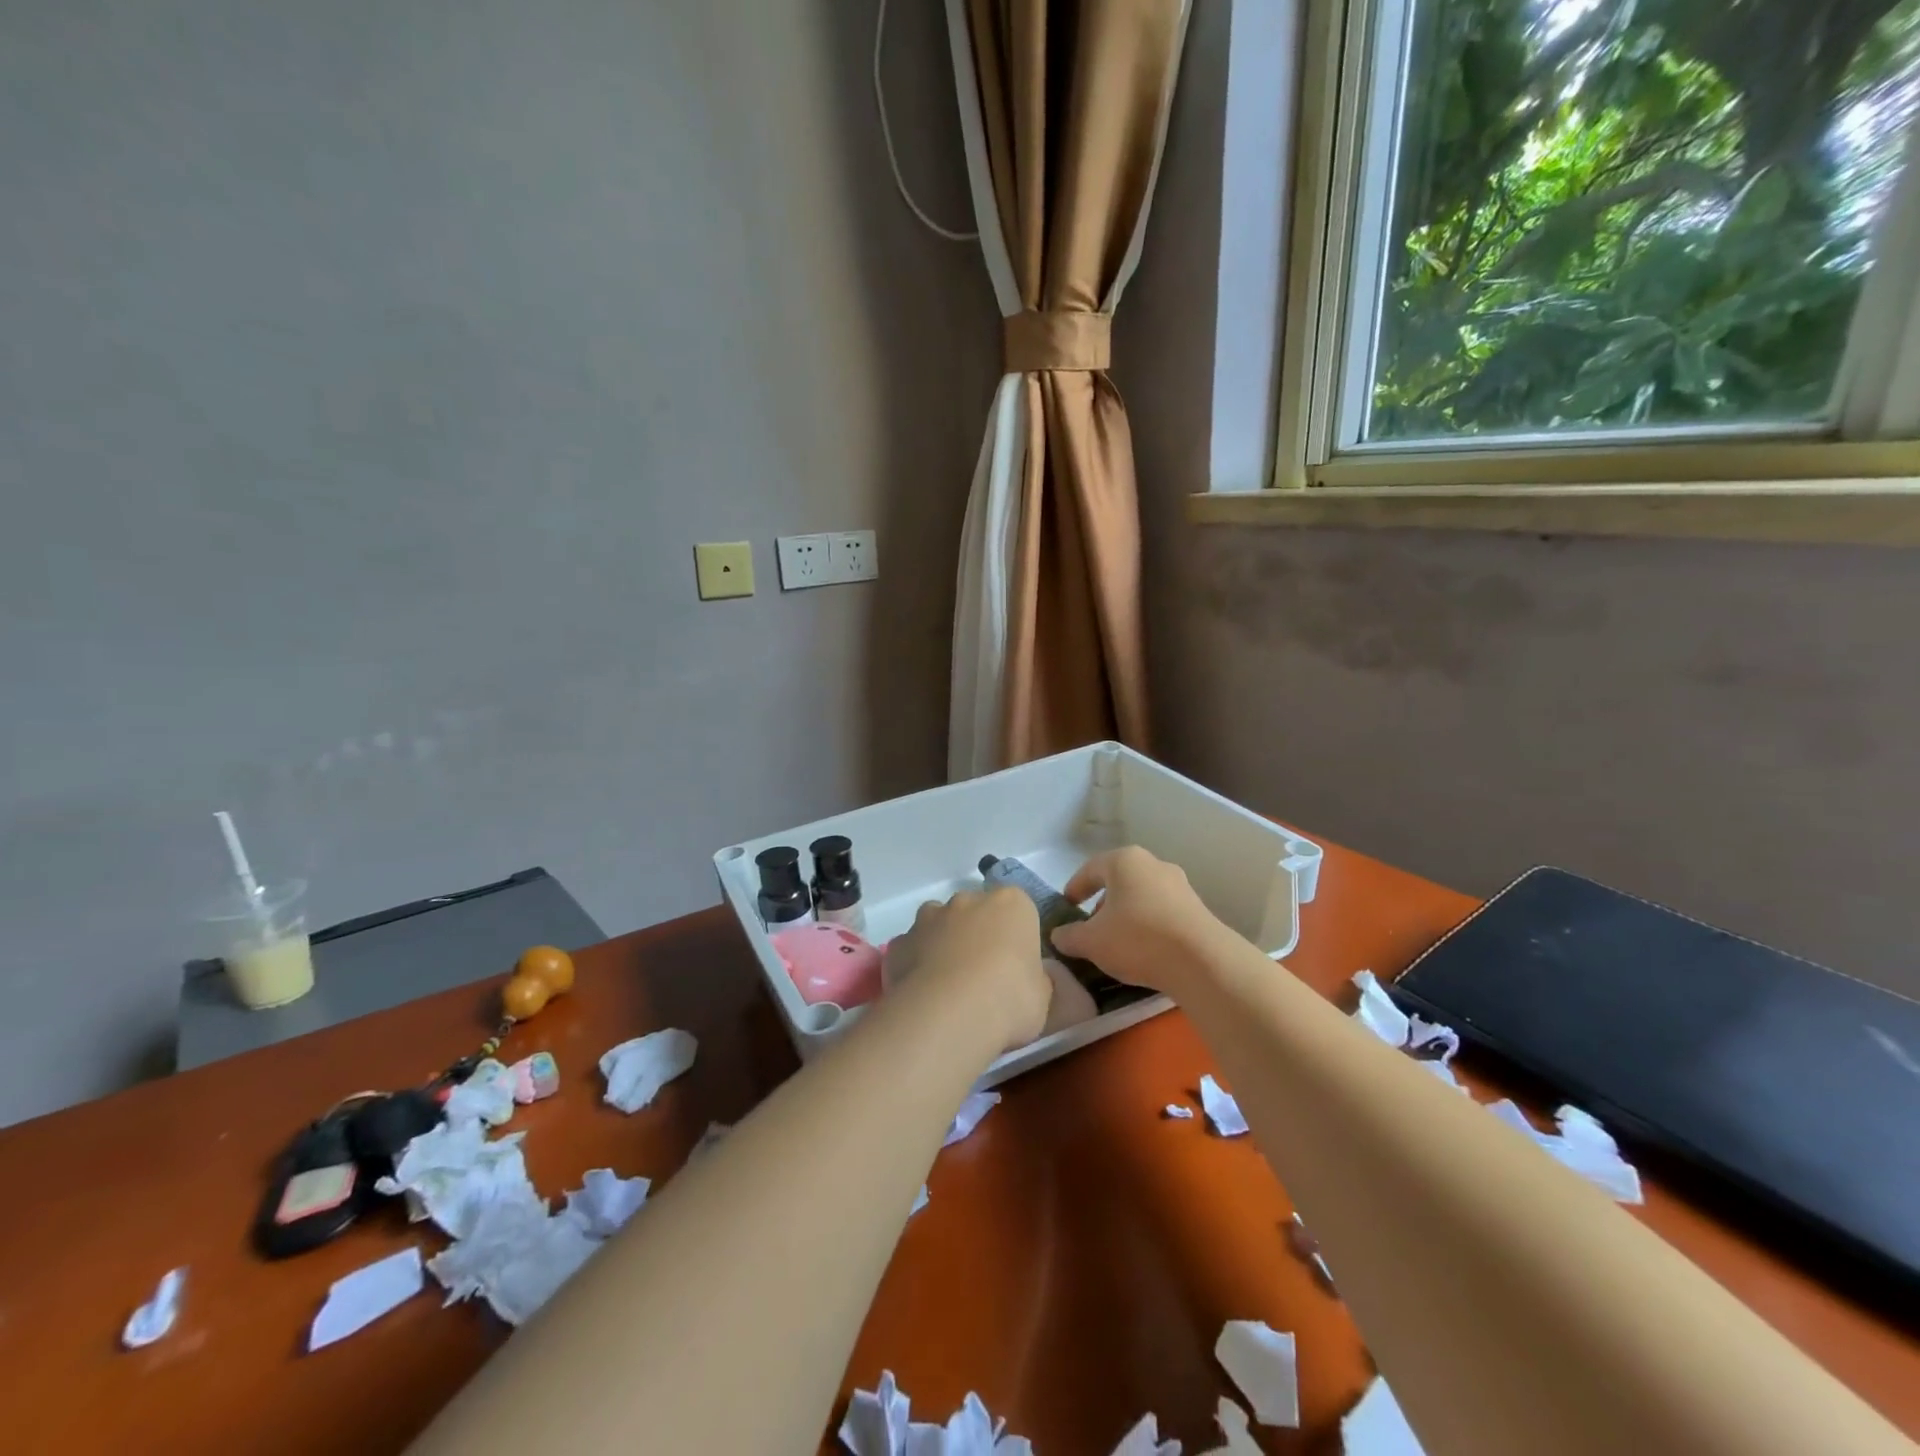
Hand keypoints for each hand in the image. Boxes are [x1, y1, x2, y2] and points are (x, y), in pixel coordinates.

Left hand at [882, 887, 1050, 1053]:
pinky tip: (922, 994)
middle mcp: (968, 900)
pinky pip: (911, 949)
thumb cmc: (1009, 999)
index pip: (1019, 909)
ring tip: (949, 984)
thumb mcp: (1043, 996)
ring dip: (944, 943)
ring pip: (939, 923)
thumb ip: (1036, 979)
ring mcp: (929, 918)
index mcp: (1011, 904)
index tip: (1018, 965)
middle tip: (984, 976)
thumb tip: (1029, 980)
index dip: (1017, 936)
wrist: (950, 1015)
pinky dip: (915, 964)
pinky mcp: (899, 942)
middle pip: (976, 911)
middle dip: (978, 934)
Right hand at [1049, 846, 1230, 994]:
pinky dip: (1148, 924)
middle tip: (1091, 927)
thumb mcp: (1091, 942)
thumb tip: (1058, 935)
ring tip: (1118, 942)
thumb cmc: (1137, 939)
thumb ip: (1069, 936)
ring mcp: (1180, 885)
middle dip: (1102, 903)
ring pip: (1142, 895)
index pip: (1090, 869)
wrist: (1202, 961)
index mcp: (1124, 861)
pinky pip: (1162, 911)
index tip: (1067, 906)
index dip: (1075, 888)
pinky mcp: (1197, 908)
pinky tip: (1144, 949)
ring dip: (1126, 914)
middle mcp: (1153, 864)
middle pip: (1118, 881)